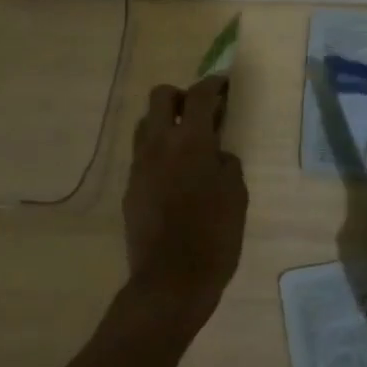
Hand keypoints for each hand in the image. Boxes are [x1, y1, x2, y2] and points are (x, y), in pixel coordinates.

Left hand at [122, 75, 247, 332]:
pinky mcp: (130, 188)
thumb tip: (216, 154)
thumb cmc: (214, 236)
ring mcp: (139, 166)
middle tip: (201, 112)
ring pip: (145, 124)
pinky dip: (158, 153)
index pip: (199, 95)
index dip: (214, 83)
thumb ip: (227, 163)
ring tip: (187, 143)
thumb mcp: (236, 195)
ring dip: (165, 123)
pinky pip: (142, 155)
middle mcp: (159, 144)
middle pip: (161, 97)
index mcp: (190, 140)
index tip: (224, 84)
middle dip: (181, 96)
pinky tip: (175, 176)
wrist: (170, 282)